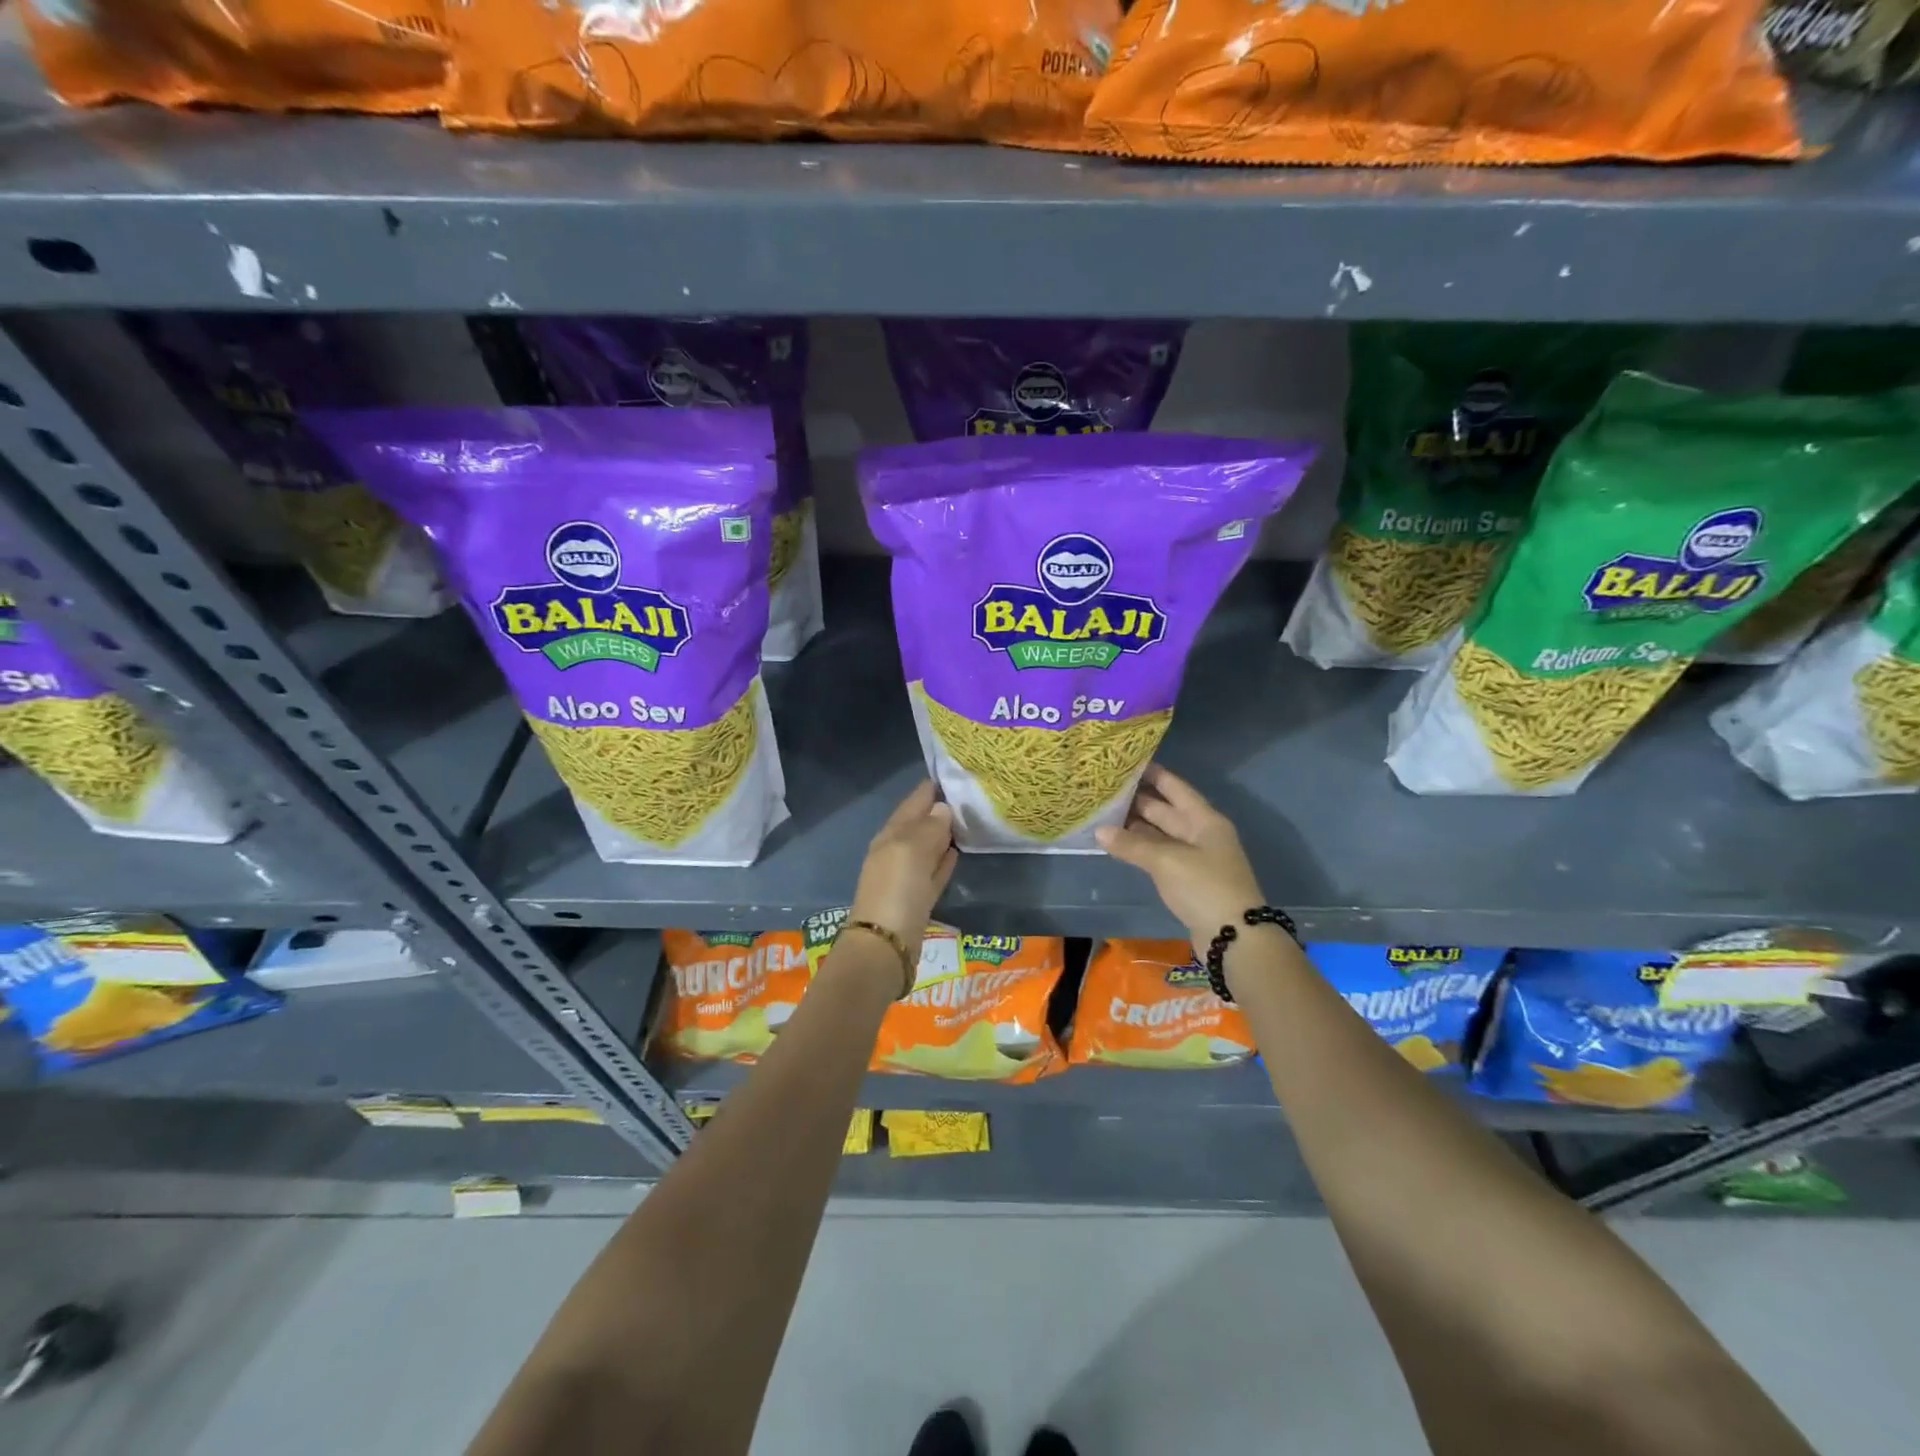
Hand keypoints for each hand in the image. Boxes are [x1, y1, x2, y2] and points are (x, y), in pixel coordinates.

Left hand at [849, 780, 957, 953]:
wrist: (885, 946)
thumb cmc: (897, 890)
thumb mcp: (912, 849)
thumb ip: (930, 826)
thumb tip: (943, 808)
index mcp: (891, 833)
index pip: (915, 800)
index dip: (935, 786)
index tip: (960, 773)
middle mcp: (896, 850)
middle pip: (921, 822)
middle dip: (942, 808)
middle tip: (973, 795)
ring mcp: (906, 875)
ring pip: (928, 846)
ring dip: (945, 834)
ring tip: (972, 820)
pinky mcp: (917, 898)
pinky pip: (933, 871)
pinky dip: (944, 860)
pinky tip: (959, 852)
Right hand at [1097, 765, 1266, 951]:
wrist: (1234, 936)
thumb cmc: (1204, 887)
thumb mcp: (1166, 861)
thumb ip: (1132, 844)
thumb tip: (1099, 831)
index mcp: (1204, 820)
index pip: (1175, 787)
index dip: (1153, 774)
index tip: (1127, 761)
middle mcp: (1201, 833)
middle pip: (1166, 810)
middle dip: (1138, 800)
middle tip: (1105, 789)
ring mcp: (1195, 857)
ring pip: (1160, 834)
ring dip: (1136, 826)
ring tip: (1103, 814)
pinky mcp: (1188, 880)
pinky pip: (1160, 855)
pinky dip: (1141, 849)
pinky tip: (1119, 845)